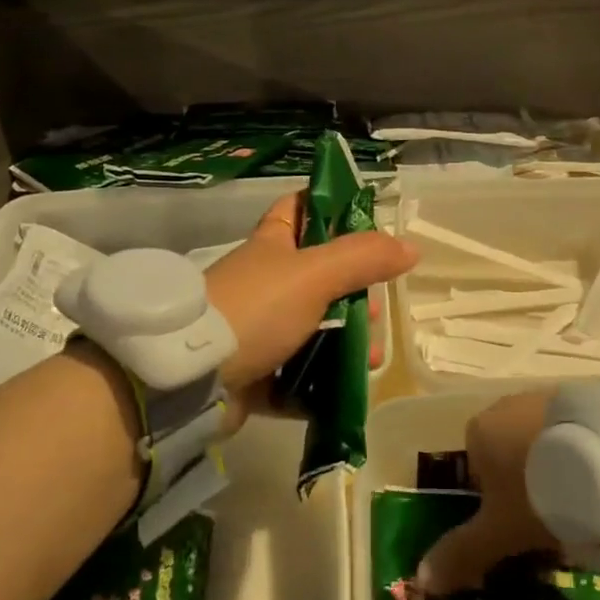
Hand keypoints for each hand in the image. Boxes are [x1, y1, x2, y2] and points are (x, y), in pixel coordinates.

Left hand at [204, 193, 417, 401]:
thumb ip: (363, 259)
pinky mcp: (250, 375)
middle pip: (319, 280)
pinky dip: (317, 386)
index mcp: (272, 247)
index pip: (298, 210)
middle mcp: (263, 284)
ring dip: (344, 348)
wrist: (189, 377)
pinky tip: (343, 392)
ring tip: (368, 363)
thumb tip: (410, 247)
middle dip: (354, 298)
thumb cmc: (255, 309)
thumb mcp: (315, 274)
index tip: (363, 223)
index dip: (328, 208)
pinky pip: (293, 378)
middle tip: (373, 317)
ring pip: (312, 331)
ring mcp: (255, 331)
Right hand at [415, 391, 560, 595]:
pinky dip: (580, 453)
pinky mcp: (580, 398)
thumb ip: (461, 553)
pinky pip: (571, 432)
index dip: (496, 505)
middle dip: (525, 484)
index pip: (476, 472)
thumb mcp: (499, 532)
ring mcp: (542, 398)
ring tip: (582, 502)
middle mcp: (503, 406)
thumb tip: (421, 580)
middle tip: (552, 519)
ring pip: (540, 442)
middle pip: (508, 454)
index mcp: (476, 431)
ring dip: (554, 467)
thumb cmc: (537, 492)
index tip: (520, 528)